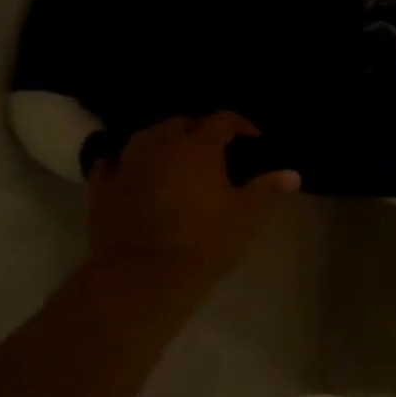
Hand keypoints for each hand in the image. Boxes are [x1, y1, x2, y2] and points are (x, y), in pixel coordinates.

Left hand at [87, 113, 299, 292]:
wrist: (144, 276)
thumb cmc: (205, 239)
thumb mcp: (246, 214)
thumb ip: (266, 188)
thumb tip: (293, 174)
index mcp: (199, 148)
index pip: (222, 120)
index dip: (241, 125)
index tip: (254, 139)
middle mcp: (160, 147)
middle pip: (179, 123)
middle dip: (198, 130)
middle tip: (215, 149)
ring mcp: (126, 166)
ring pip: (144, 137)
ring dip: (163, 140)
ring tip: (177, 156)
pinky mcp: (101, 189)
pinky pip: (112, 162)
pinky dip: (126, 161)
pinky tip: (135, 171)